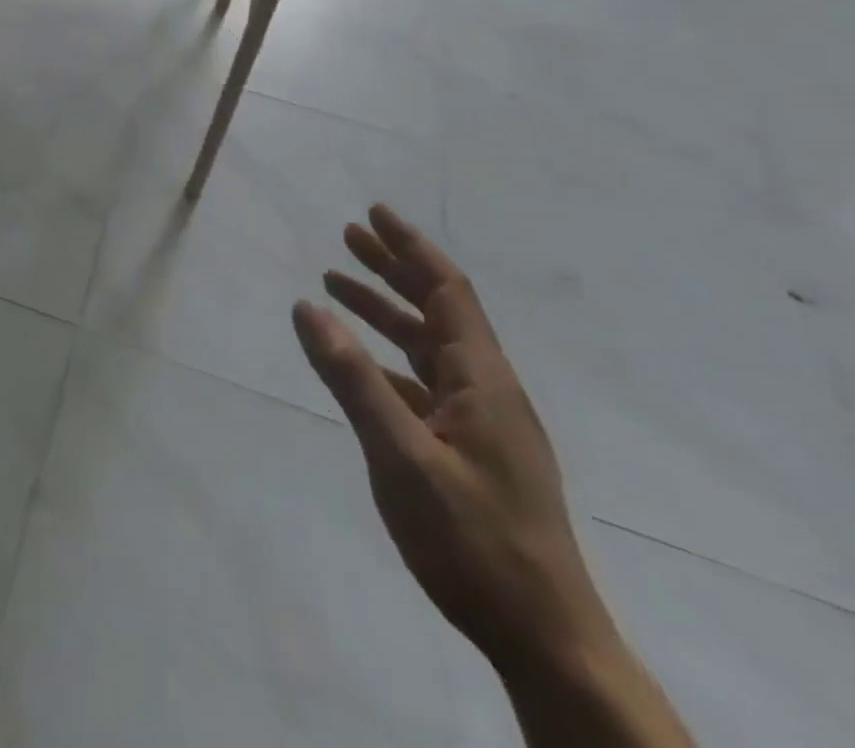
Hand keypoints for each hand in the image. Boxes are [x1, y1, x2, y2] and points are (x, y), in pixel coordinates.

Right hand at [291, 205, 608, 674]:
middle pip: (438, 310)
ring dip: (386, 311)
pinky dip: (388, 358)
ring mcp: (482, 424)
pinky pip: (424, 383)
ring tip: (338, 286)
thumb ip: (352, 378)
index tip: (374, 213)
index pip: (447, 291)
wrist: (546, 640)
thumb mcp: (401, 456)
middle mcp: (487, 390)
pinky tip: (360, 363)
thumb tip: (308, 307)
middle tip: (348, 236)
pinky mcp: (472, 451)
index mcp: (483, 381)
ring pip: (428, 346)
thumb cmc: (474, 542)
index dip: (410, 248)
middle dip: (393, 268)